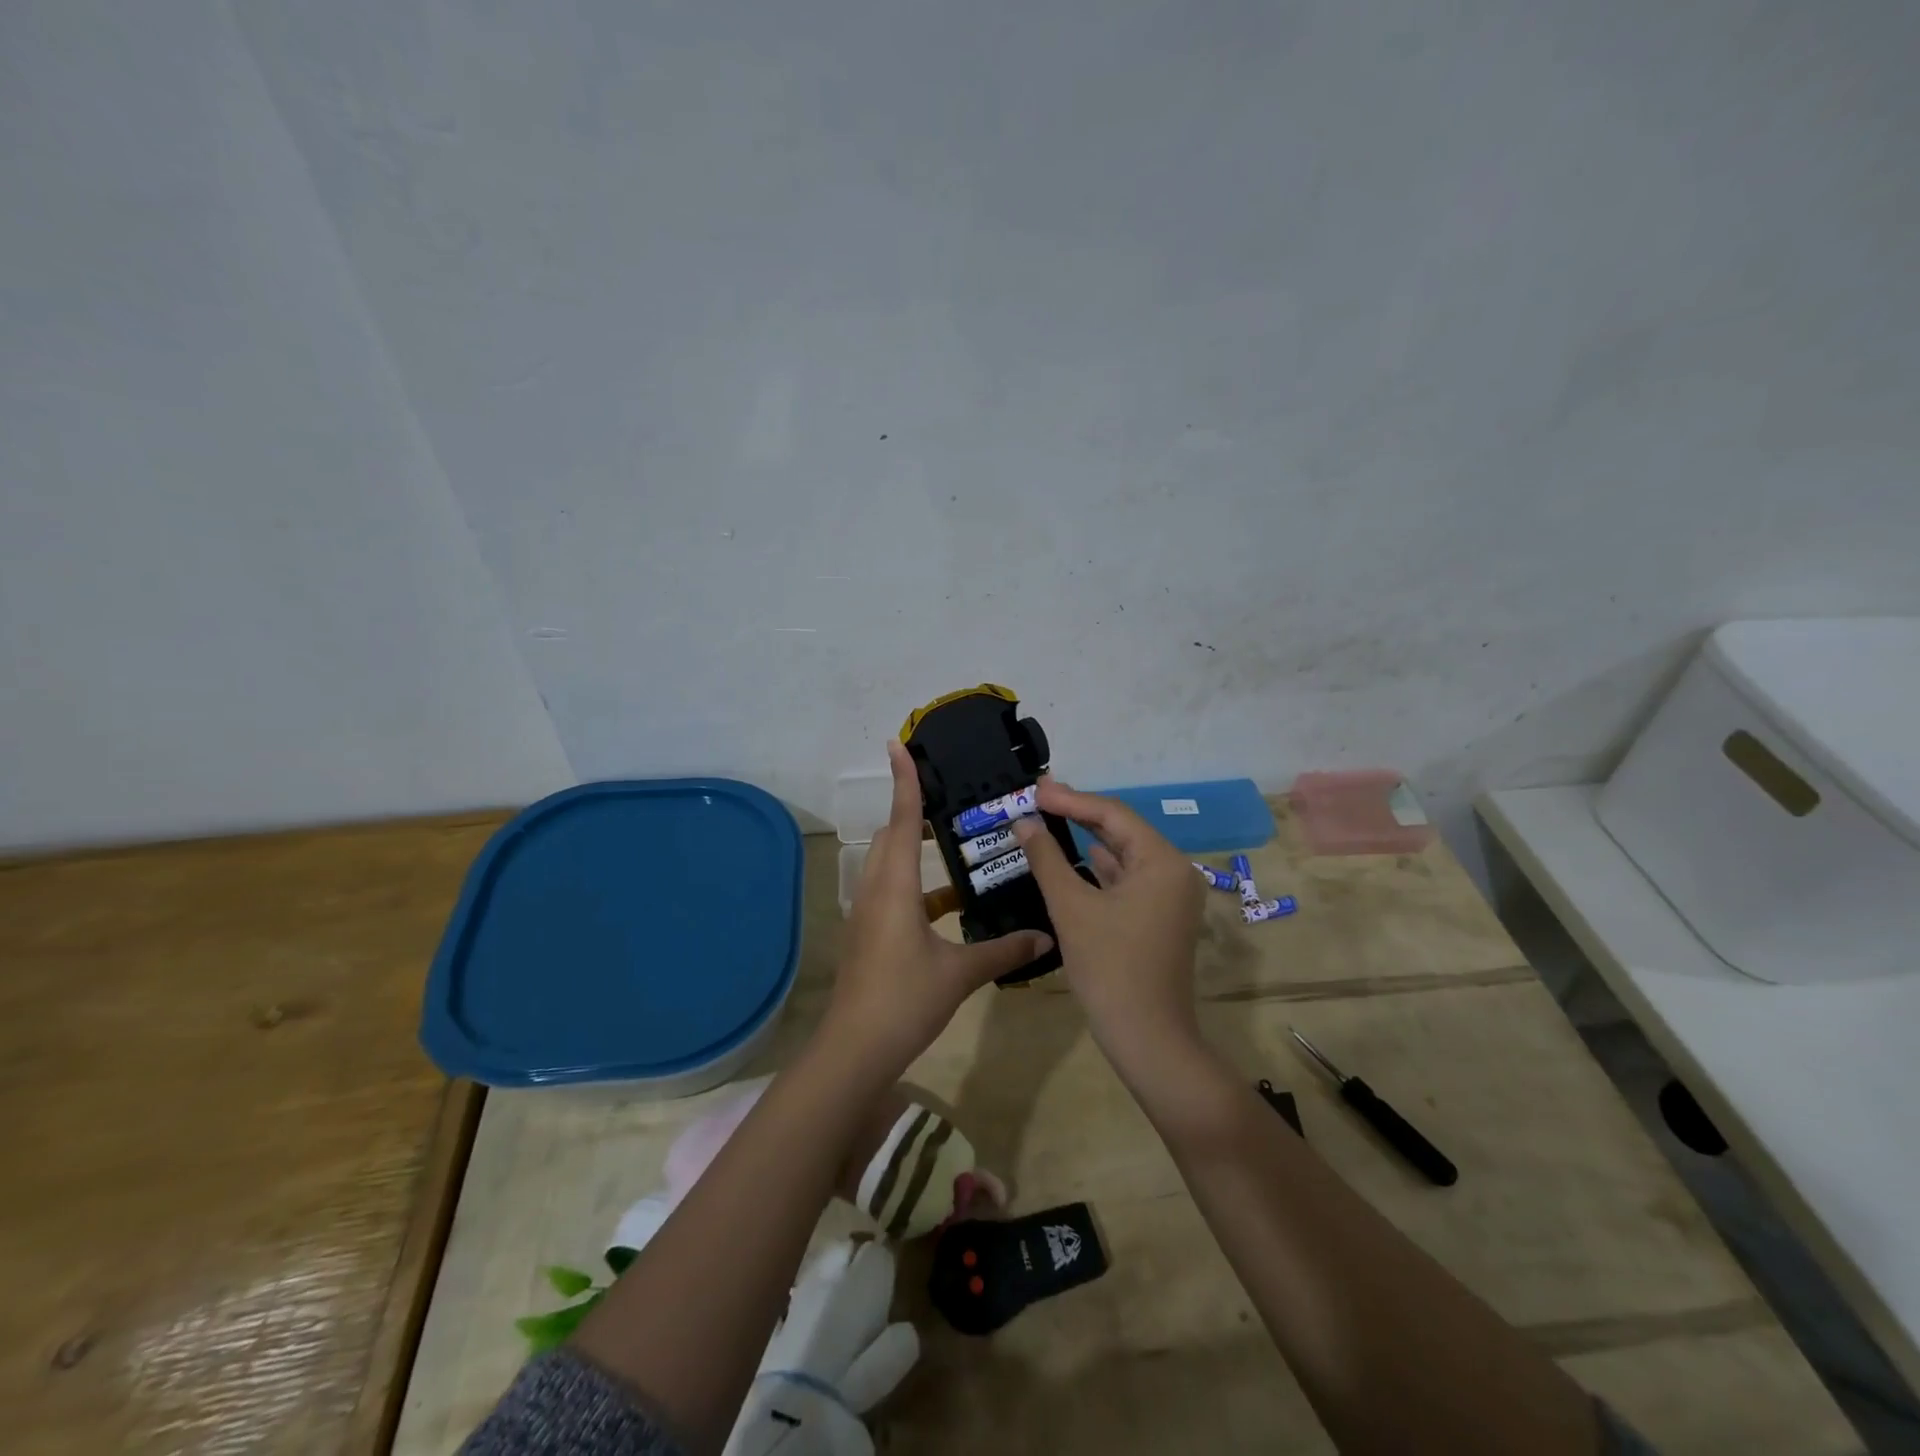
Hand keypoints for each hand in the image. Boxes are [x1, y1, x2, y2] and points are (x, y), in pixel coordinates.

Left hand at [826, 741, 1051, 1078]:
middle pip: (892, 836)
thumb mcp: (959, 974)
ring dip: (916, 850)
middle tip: (948, 798)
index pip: (902, 820)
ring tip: (955, 846)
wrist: (854, 1051)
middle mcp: (876, 890)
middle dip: (913, 811)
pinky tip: (949, 906)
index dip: (904, 781)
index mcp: (895, 887)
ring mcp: (867, 913)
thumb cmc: (905, 1000)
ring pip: (890, 864)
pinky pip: (892, 892)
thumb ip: (1003, 951)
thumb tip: (1045, 938)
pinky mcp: (867, 934)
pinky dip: (917, 887)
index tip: (897, 745)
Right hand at [1013, 781, 1203, 1060]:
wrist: (1147, 1038)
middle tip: (1038, 799)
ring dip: (1087, 839)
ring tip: (1049, 820)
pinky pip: (1127, 879)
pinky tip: (1073, 858)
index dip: (1071, 799)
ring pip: (1124, 855)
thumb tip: (1024, 823)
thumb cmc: (1110, 968)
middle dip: (1079, 814)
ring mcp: (1170, 897)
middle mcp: (1174, 871)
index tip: (1035, 790)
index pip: (1113, 815)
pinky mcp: (1160, 917)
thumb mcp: (1071, 908)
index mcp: (1162, 862)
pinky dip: (1099, 868)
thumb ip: (1046, 859)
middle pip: (1122, 831)